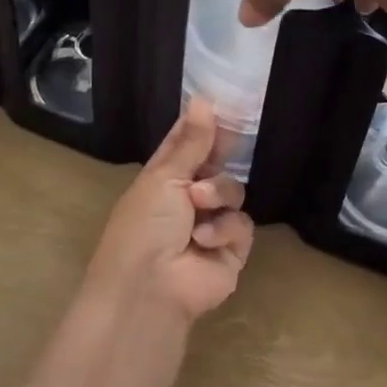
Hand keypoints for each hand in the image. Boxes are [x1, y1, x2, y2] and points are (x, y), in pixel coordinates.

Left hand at [87, 97, 255, 323]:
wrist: (149, 288)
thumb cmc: (144, 225)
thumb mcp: (164, 177)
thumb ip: (191, 142)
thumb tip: (203, 98)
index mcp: (164, 177)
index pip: (186, 143)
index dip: (201, 126)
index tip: (219, 105)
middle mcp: (188, 198)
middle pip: (216, 164)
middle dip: (219, 156)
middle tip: (227, 142)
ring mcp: (211, 224)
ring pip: (233, 190)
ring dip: (217, 194)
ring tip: (199, 206)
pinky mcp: (231, 250)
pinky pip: (242, 224)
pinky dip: (224, 229)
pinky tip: (205, 240)